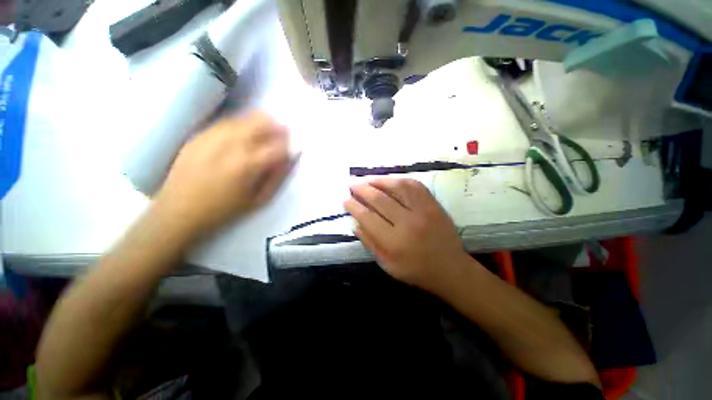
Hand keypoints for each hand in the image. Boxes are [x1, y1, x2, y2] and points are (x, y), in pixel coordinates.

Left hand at [154, 111, 293, 236]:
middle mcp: (230, 145)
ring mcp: (211, 137)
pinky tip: (243, 135)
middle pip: (261, 122)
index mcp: (247, 165)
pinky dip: (241, 125)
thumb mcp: (259, 200)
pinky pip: (226, 122)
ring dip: (260, 123)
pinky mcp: (198, 136)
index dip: (289, 146)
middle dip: (277, 126)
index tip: (293, 149)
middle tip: (282, 134)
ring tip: (265, 133)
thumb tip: (289, 159)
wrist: (177, 212)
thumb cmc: (224, 211)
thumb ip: (278, 177)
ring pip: (244, 117)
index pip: (278, 146)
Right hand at [344, 178, 469, 290]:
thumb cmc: (415, 270)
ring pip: (397, 187)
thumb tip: (355, 222)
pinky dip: (398, 180)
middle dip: (362, 190)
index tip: (345, 199)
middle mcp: (408, 223)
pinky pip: (414, 185)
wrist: (450, 268)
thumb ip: (369, 243)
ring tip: (366, 179)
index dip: (354, 206)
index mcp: (394, 243)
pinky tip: (388, 180)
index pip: (368, 217)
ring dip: (378, 181)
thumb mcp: (387, 265)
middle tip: (351, 184)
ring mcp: (423, 211)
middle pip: (379, 200)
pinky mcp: (433, 204)